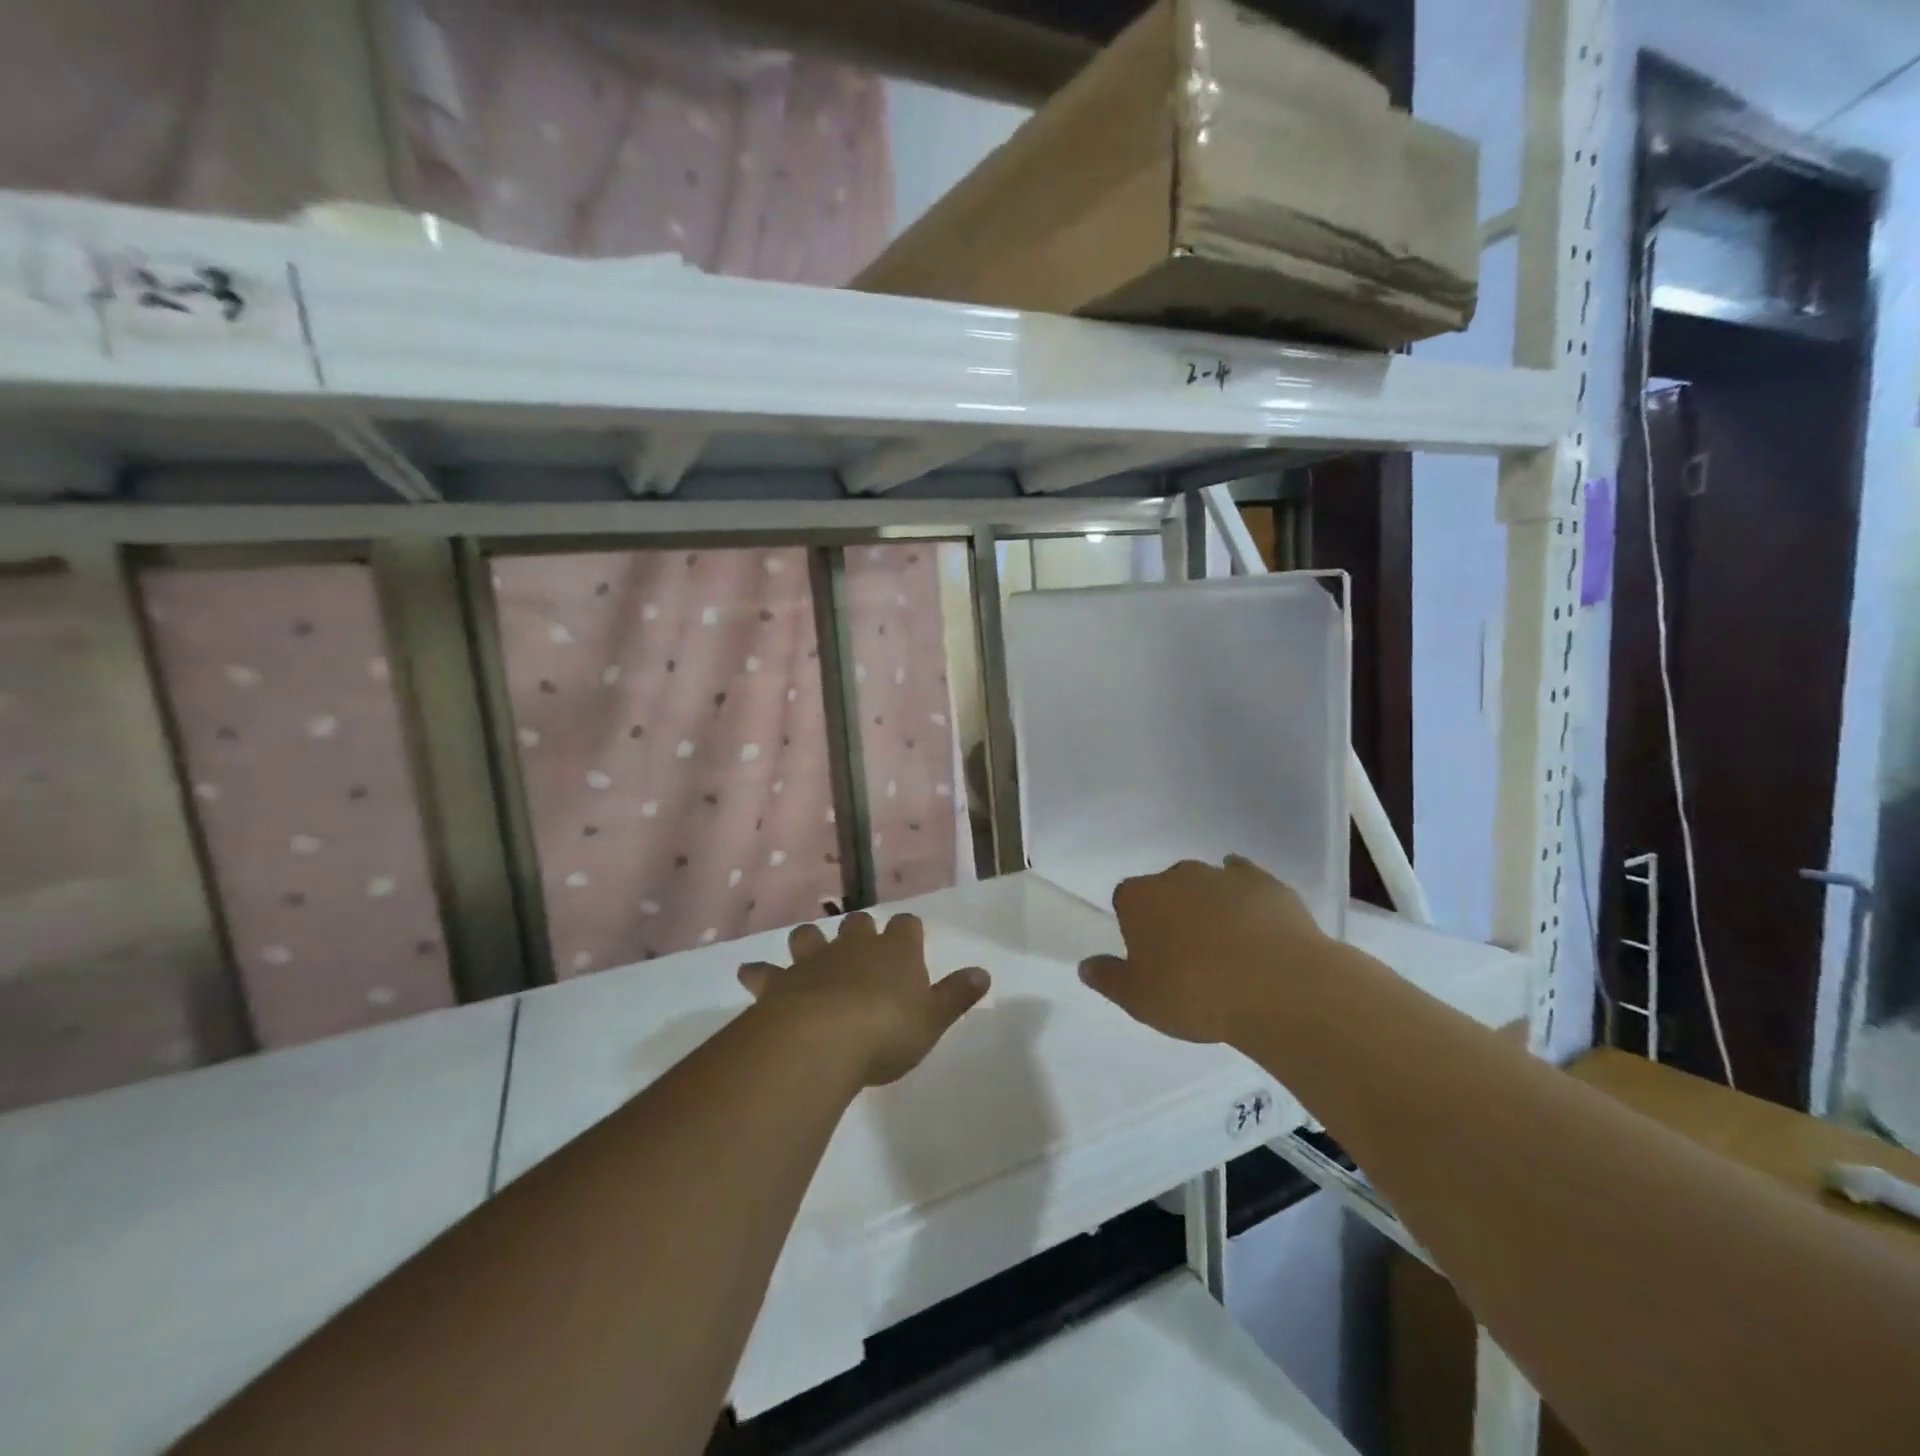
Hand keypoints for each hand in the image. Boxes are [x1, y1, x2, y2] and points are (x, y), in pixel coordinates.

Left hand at [738, 912, 990, 1086]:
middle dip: (860, 930)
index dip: (908, 932)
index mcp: (896, 950)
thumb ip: (957, 995)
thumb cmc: (888, 1031)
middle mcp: (855, 946)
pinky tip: (750, 975)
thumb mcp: (933, 1019)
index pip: (906, 925)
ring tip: (809, 951)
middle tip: (862, 947)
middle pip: (859, 923)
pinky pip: (766, 972)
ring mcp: (815, 960)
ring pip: (810, 936)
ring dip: (810, 942)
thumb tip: (983, 973)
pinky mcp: (782, 981)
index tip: (910, 941)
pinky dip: (759, 973)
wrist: (824, 1040)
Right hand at [1079, 855, 1337, 1044]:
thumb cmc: (1196, 994)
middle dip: (1172, 914)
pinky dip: (1245, 898)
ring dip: (1209, 907)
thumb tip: (1086, 966)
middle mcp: (1177, 876)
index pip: (1125, 901)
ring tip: (1227, 951)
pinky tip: (1255, 922)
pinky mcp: (1266, 883)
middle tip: (1187, 958)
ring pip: (1206, 885)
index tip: (1149, 957)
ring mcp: (1224, 875)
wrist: (1279, 987)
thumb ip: (1108, 979)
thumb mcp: (1140, 1000)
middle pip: (1166, 889)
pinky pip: (1247, 881)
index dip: (1134, 927)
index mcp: (1139, 898)